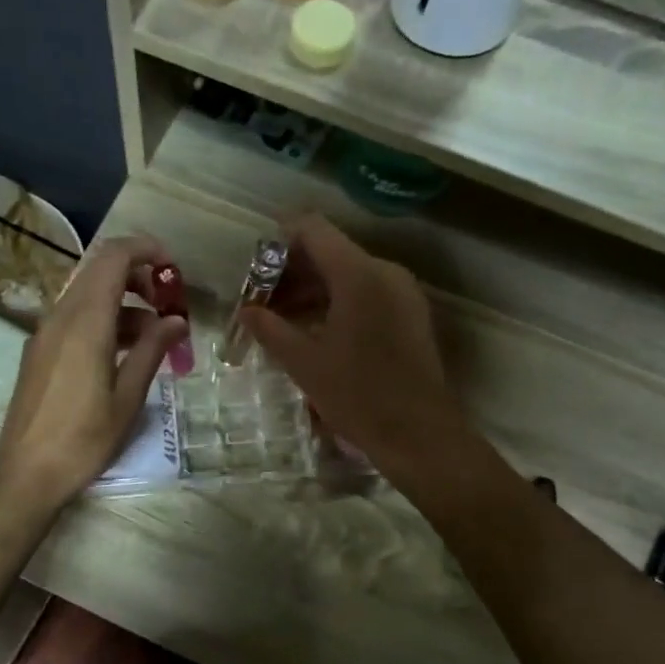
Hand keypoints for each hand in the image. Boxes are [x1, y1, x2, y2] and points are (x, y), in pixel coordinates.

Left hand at [0, 234, 187, 511]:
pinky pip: (75, 318)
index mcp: (86, 323)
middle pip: (100, 271)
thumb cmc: (83, 440)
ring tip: (156, 337)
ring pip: (88, 296)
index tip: (174, 269)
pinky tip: (125, 354)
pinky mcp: (39, 351)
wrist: (25, 474)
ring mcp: (45, 333)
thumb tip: (176, 321)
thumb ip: (153, 351)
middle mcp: (61, 317)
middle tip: (169, 305)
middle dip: (139, 277)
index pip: (114, 258)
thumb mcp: (128, 398)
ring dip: (124, 303)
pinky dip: (105, 321)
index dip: (147, 251)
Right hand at [239, 214, 471, 479]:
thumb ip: (270, 329)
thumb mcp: (304, 363)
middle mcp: (385, 271)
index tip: (256, 271)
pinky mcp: (411, 314)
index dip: (279, 242)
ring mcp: (403, 293)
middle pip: (331, 252)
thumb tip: (246, 311)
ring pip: (349, 275)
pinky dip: (338, 303)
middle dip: (292, 272)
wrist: (418, 434)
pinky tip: (316, 333)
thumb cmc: (357, 396)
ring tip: (283, 322)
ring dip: (314, 291)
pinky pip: (368, 293)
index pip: (312, 230)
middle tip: (262, 303)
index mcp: (358, 274)